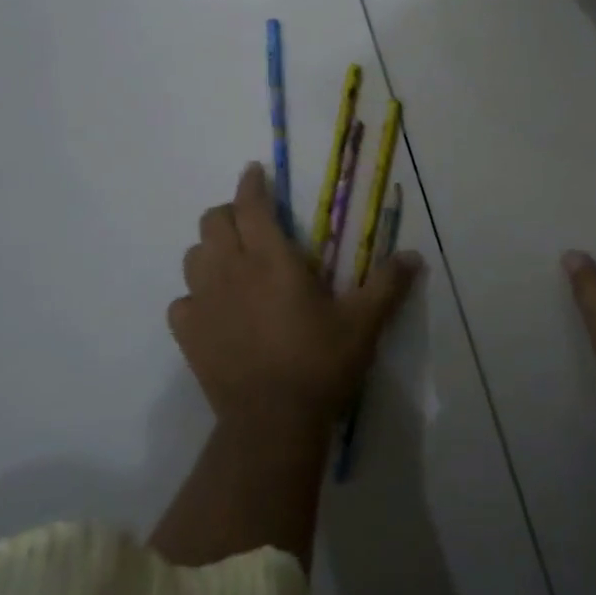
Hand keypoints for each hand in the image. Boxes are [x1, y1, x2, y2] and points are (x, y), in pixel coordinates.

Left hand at [171, 163, 421, 432]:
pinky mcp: (188, 336)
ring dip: (211, 250)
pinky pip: (182, 301)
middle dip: (229, 212)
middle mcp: (231, 271)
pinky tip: (215, 308)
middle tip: (251, 221)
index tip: (254, 171)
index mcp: (271, 259)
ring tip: (233, 261)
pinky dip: (196, 295)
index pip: (251, 205)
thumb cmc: (319, 363)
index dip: (251, 183)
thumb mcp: (364, 322)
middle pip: (213, 222)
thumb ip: (387, 284)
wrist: (272, 423)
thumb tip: (414, 256)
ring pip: (193, 257)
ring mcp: (204, 304)